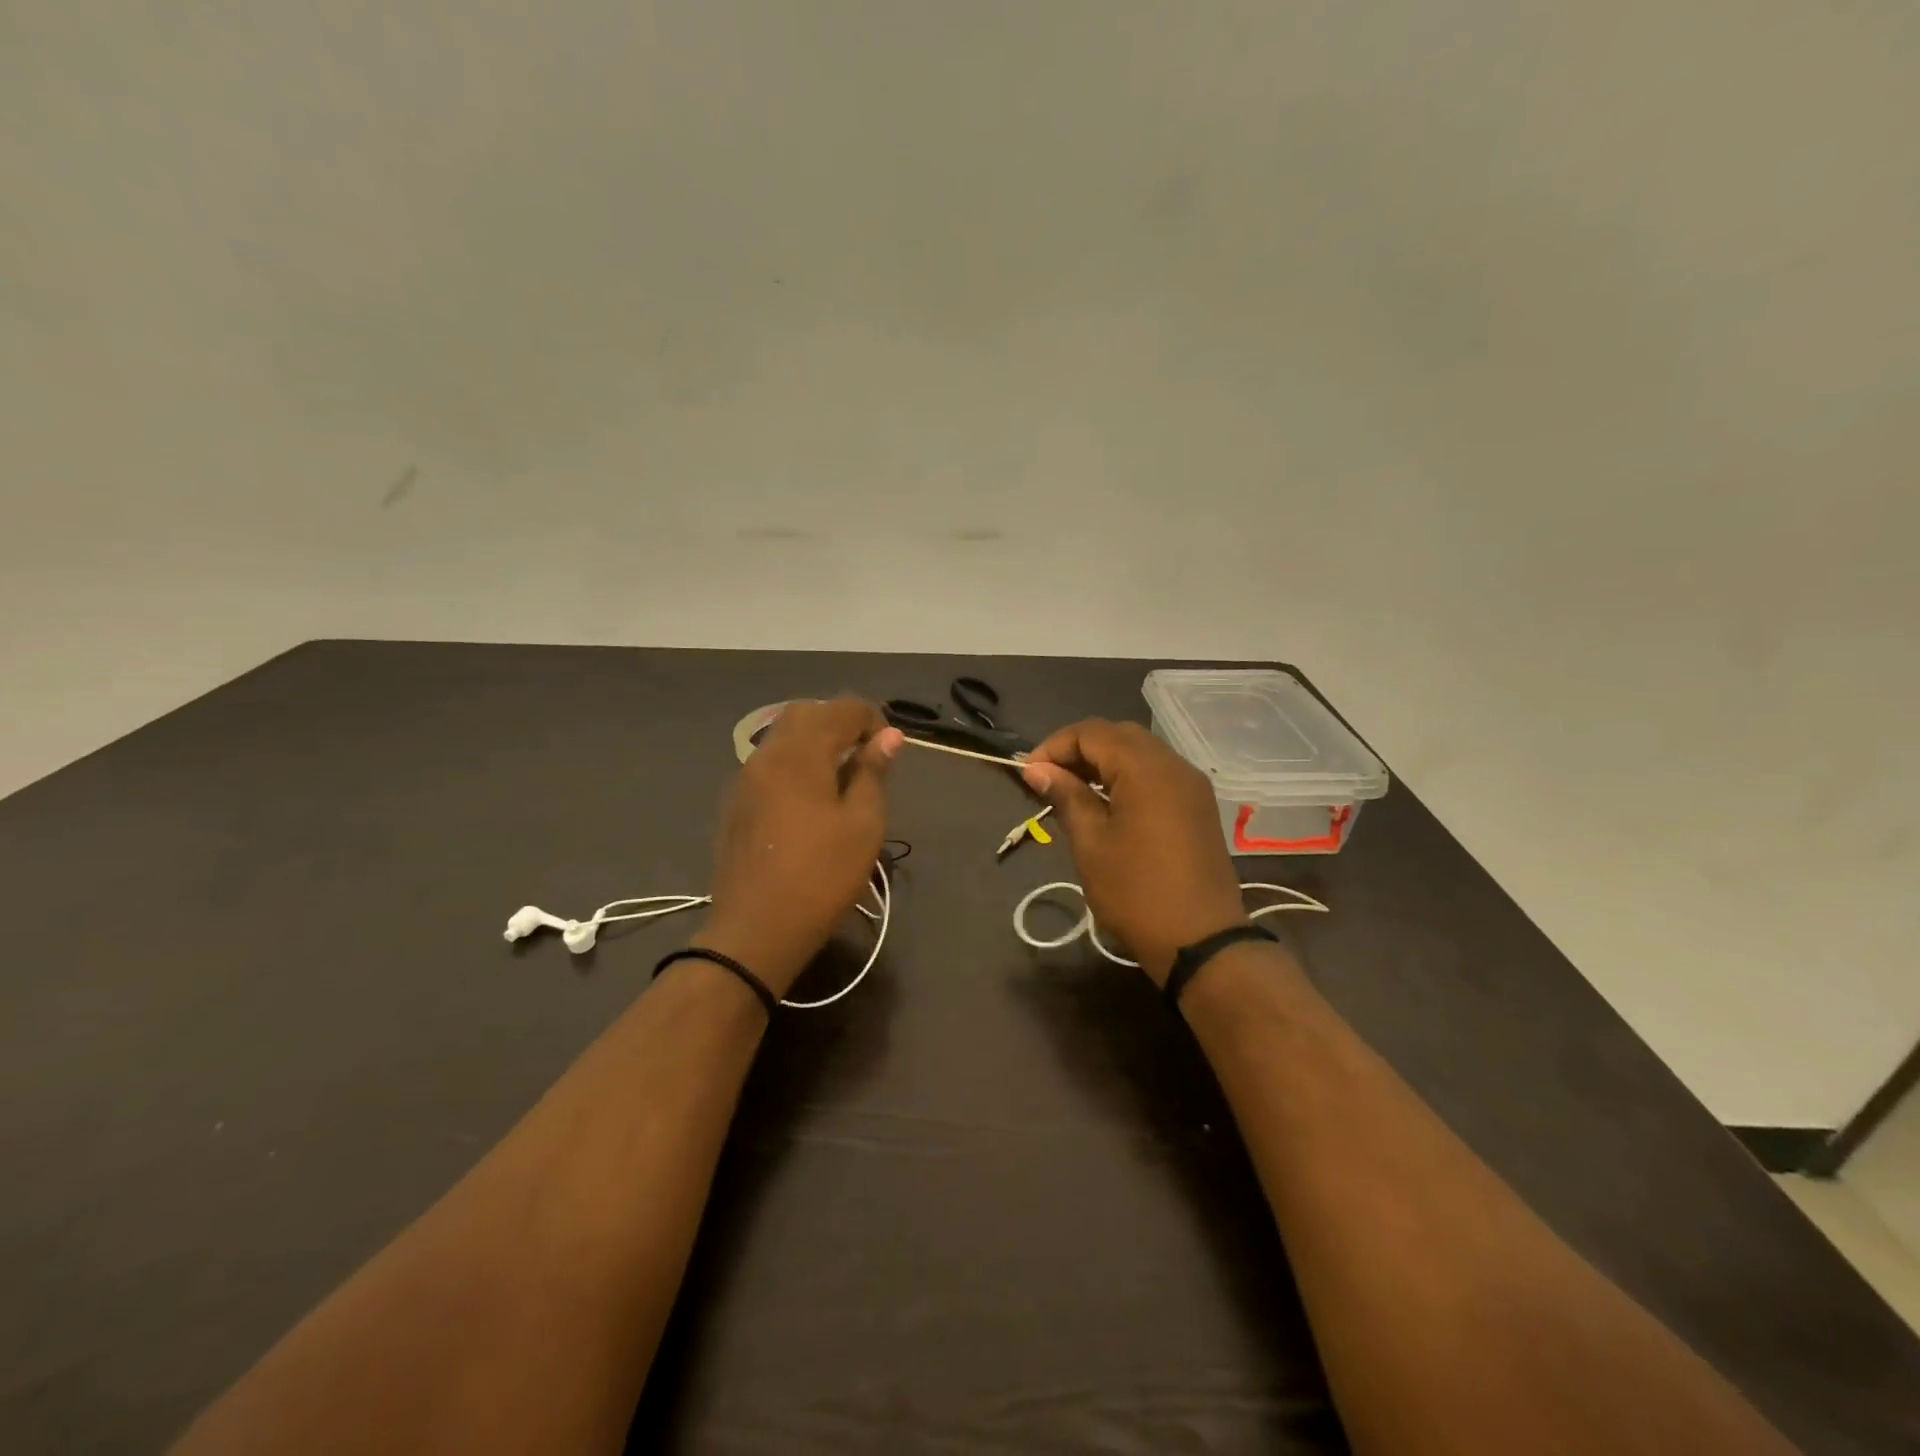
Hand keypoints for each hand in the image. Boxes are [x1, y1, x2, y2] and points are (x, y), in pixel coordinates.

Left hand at [696, 697, 903, 995]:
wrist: (755, 930)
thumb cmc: (822, 876)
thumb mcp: (863, 825)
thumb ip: (873, 773)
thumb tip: (888, 737)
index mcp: (801, 754)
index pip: (841, 709)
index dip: (872, 719)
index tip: (890, 749)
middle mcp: (768, 755)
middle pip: (806, 713)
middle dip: (840, 722)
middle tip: (866, 755)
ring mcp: (746, 779)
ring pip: (782, 736)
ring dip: (815, 741)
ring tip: (841, 776)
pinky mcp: (737, 803)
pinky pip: (769, 762)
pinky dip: (795, 762)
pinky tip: (810, 797)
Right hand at [1021, 719, 1246, 985]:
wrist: (1202, 942)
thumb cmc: (1137, 893)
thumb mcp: (1091, 844)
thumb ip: (1066, 797)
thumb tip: (1036, 769)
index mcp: (1146, 769)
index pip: (1092, 733)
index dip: (1055, 746)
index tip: (1028, 774)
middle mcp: (1174, 765)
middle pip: (1118, 735)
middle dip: (1078, 750)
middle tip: (1048, 779)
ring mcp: (1191, 784)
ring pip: (1140, 752)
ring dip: (1103, 762)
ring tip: (1072, 790)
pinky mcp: (1198, 805)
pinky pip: (1157, 773)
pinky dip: (1127, 776)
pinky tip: (1106, 802)